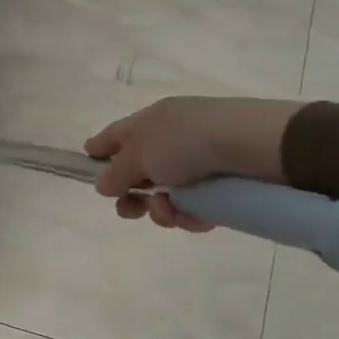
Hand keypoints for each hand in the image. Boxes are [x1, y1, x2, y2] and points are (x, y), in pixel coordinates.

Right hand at [84, 97, 302, 232]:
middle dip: (132, 197)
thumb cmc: (186, 141)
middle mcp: (170, 140)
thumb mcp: (140, 155)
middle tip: (131, 211)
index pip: (114, 135)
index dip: (99, 151)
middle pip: (138, 174)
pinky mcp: (221, 186)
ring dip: (161, 209)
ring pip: (165, 196)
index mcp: (148, 122)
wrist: (251, 145)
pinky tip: (197, 216)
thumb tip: (101, 184)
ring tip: (171, 211)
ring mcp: (197, 164)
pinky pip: (194, 207)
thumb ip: (116, 173)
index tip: (87, 167)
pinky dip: (191, 215)